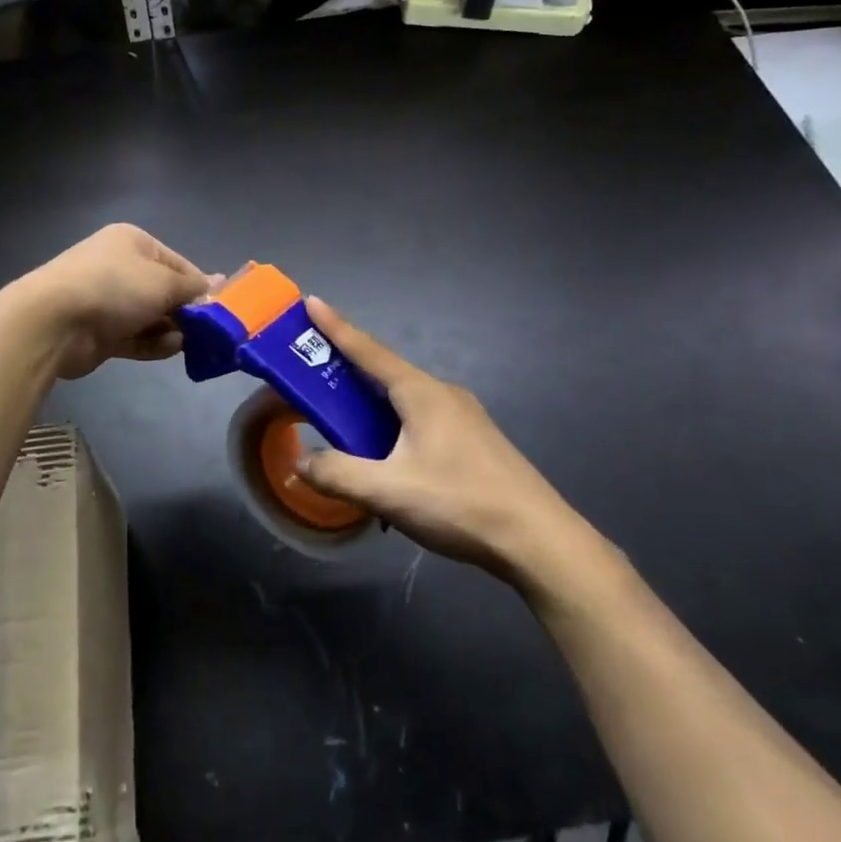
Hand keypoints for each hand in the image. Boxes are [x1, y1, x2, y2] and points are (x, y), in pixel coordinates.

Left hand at [15, 224, 215, 379]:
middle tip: (208, 331)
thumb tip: (220, 282)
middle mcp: (119, 267)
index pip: (177, 263)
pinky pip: (135, 337)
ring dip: (170, 330)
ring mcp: (107, 301)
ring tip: (187, 342)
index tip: (219, 308)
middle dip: (185, 312)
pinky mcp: (99, 332)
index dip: (199, 286)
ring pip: (150, 317)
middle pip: (164, 292)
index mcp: (133, 242)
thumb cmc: (115, 287)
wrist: (54, 321)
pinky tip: (169, 349)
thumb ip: (193, 288)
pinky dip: (152, 343)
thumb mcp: (163, 282)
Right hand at [299, 298, 617, 597]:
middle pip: (384, 375)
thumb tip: (302, 462)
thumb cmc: (460, 503)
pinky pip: (421, 422)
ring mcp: (463, 417)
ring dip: (370, 408)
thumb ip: (339, 474)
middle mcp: (442, 393)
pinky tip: (387, 462)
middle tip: (310, 377)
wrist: (538, 540)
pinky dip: (393, 428)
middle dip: (347, 372)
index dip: (335, 327)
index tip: (312, 302)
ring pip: (404, 402)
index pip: (368, 350)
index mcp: (421, 392)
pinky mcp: (474, 441)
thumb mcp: (389, 491)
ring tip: (343, 428)